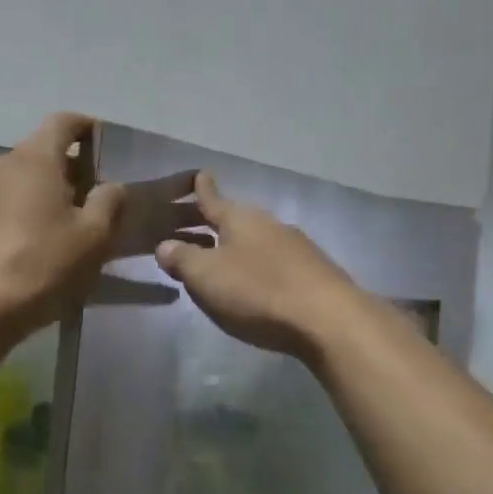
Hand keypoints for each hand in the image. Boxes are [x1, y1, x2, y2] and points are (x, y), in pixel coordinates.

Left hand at [0, 114, 203, 335]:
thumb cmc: (44, 262)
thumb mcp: (94, 235)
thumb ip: (110, 201)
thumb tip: (113, 185)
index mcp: (35, 156)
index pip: (64, 122)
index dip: (88, 128)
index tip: (107, 147)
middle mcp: (2, 162)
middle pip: (42, 151)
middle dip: (71, 167)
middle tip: (97, 196)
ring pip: (22, 177)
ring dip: (47, 190)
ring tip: (68, 222)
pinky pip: (4, 200)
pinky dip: (25, 209)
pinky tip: (38, 241)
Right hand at [153, 173, 362, 359]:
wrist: (327, 318)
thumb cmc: (257, 291)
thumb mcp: (206, 276)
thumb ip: (181, 259)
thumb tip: (165, 245)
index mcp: (239, 219)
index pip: (212, 199)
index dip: (202, 190)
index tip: (199, 174)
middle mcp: (268, 224)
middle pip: (236, 220)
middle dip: (217, 223)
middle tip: (197, 228)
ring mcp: (295, 247)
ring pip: (258, 240)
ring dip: (239, 248)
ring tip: (223, 260)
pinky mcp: (312, 272)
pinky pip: (276, 262)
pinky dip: (260, 268)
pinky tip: (257, 285)